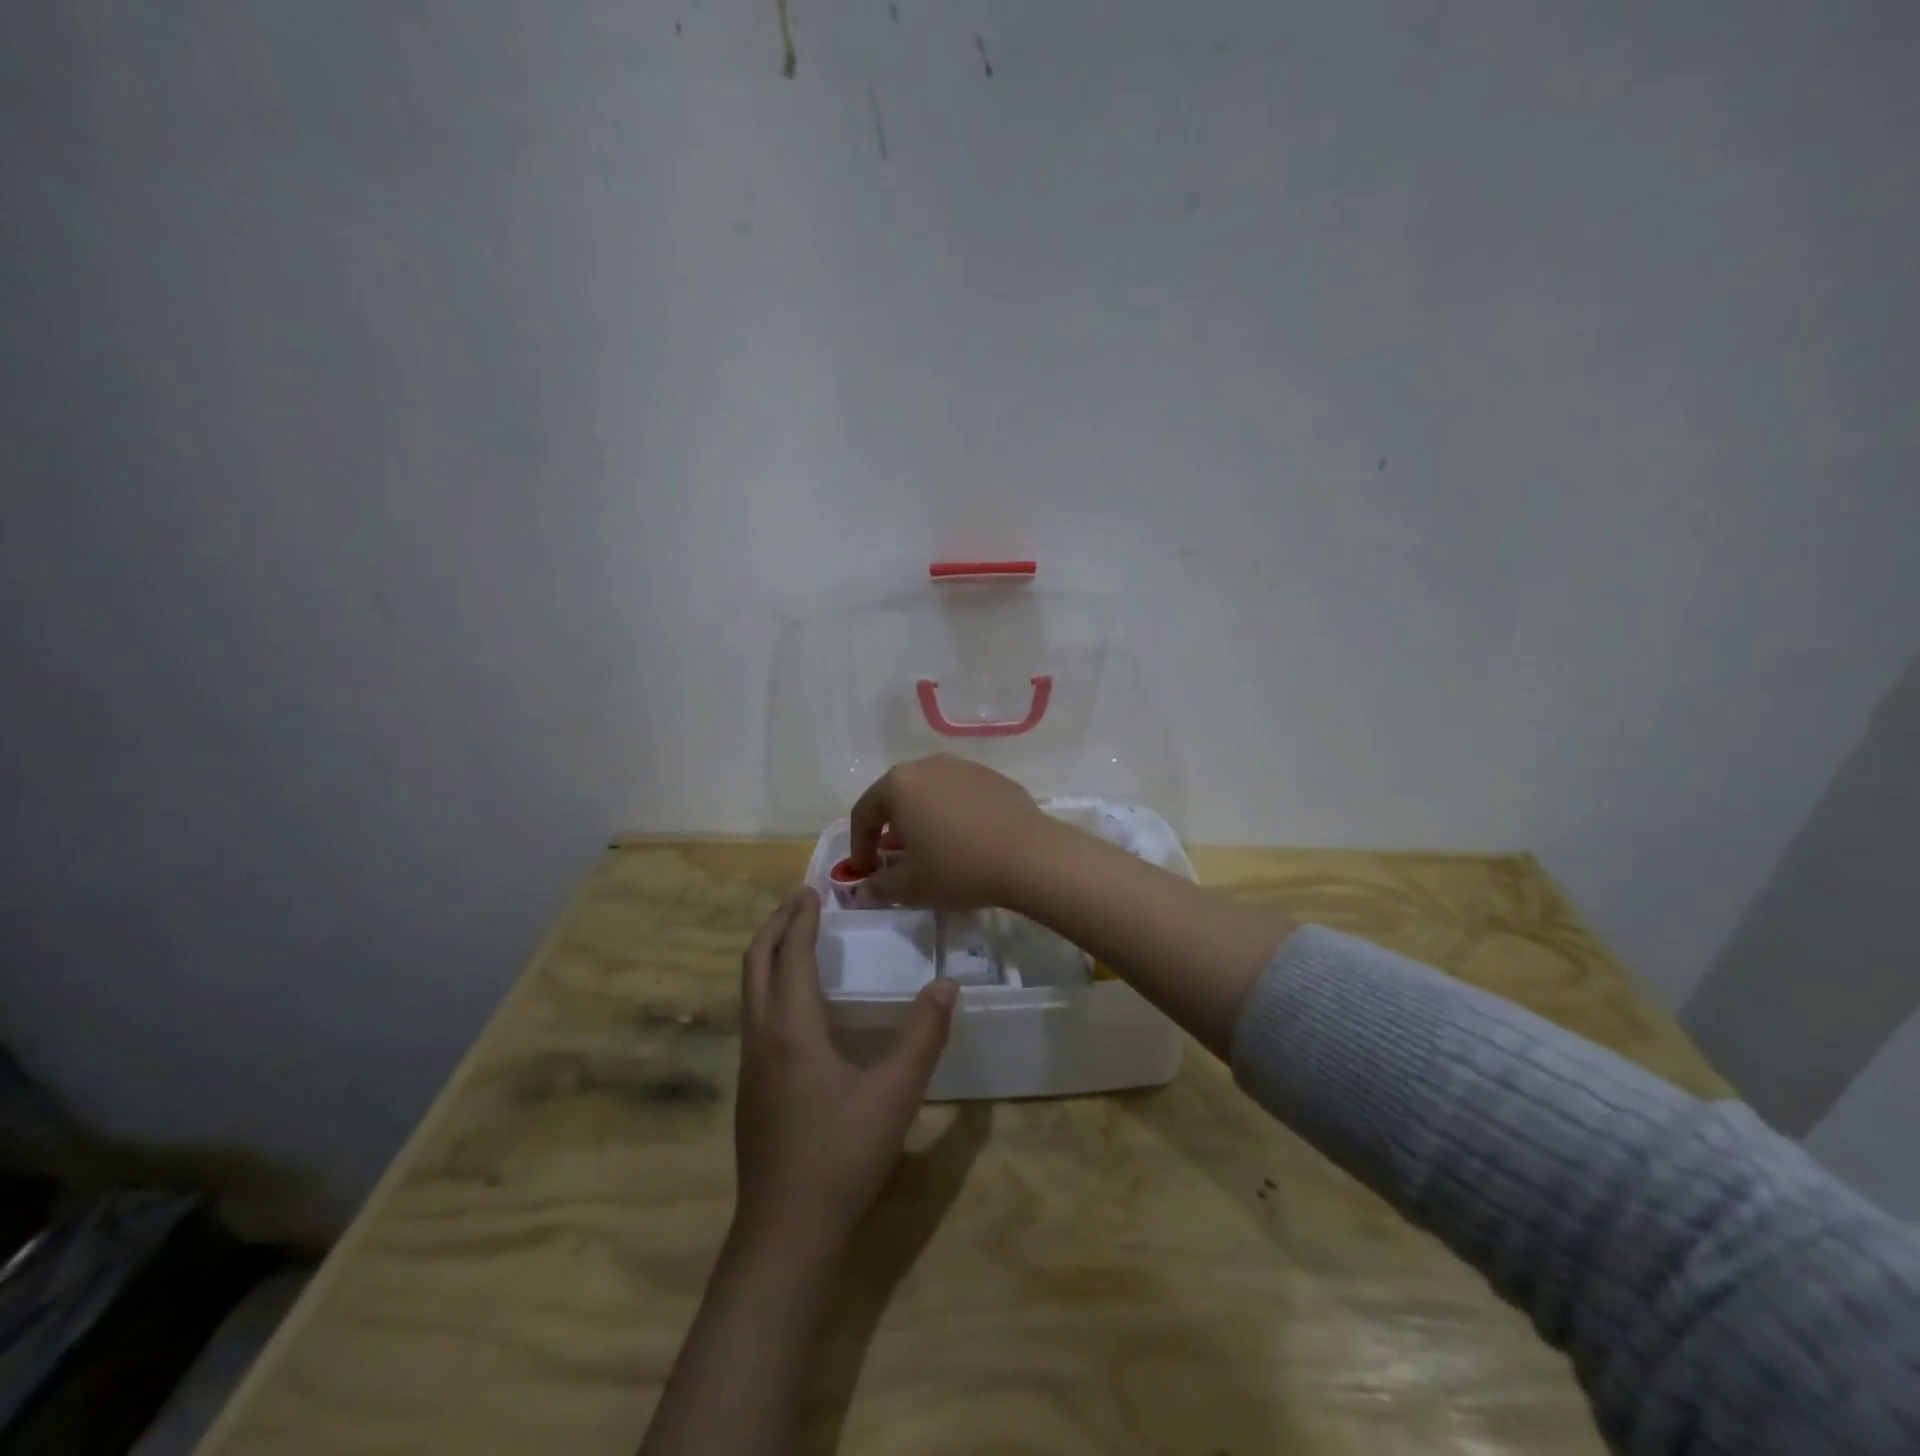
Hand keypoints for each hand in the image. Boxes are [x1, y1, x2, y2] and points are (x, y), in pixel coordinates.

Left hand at [733, 888, 957, 1258]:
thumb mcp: (895, 1093)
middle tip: (799, 900)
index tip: (812, 889)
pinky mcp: (750, 1088)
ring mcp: (750, 1064)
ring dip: (769, 955)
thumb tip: (947, 985)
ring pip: (749, 991)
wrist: (784, 1232)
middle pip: (756, 964)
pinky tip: (796, 1004)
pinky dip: (769, 985)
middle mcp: (762, 1036)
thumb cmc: (841, 1155)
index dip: (801, 919)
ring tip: (796, 939)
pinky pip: (754, 1015)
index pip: (791, 956)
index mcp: (791, 1028)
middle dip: (775, 926)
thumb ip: (924, 1036)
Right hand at [849, 754, 1054, 908]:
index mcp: (899, 784)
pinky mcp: (994, 778)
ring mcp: (965, 767)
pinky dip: (953, 815)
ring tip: (931, 849)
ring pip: (931, 793)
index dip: (859, 845)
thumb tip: (864, 888)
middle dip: (890, 829)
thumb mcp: (910, 886)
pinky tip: (966, 842)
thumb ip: (879, 885)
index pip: (864, 812)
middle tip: (895, 859)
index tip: (866, 873)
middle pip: (897, 796)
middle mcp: (929, 766)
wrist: (1029, 856)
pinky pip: (961, 796)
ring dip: (923, 819)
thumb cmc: (958, 868)